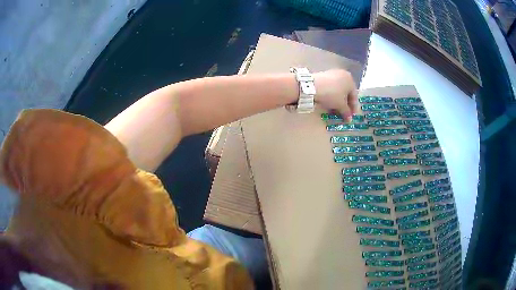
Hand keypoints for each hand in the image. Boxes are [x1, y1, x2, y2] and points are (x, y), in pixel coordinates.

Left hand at [313, 69, 357, 121]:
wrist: (313, 86)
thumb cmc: (332, 94)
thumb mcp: (341, 105)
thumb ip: (346, 112)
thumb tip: (349, 119)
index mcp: (350, 79)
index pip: (354, 96)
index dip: (353, 108)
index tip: (351, 116)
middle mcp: (343, 74)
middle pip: (346, 93)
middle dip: (345, 105)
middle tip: (344, 114)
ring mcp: (333, 74)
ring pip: (338, 90)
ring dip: (338, 101)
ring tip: (336, 110)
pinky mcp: (324, 75)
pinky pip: (331, 88)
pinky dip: (332, 96)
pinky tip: (329, 103)